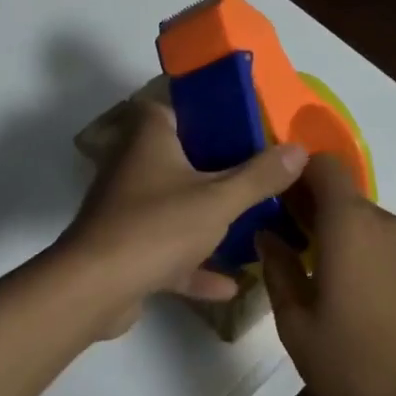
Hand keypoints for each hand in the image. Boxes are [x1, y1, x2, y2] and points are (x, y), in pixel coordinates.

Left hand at [60, 101, 307, 337]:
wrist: (95, 288)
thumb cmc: (157, 227)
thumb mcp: (219, 200)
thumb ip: (260, 176)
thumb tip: (300, 148)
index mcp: (150, 137)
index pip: (179, 107)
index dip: (212, 112)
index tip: (248, 126)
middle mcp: (134, 164)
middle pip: (182, 157)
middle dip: (219, 169)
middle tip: (261, 175)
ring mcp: (127, 208)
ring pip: (175, 205)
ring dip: (208, 219)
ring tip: (252, 225)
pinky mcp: (126, 248)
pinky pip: (167, 250)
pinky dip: (194, 264)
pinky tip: (230, 284)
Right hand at [257, 155, 395, 395]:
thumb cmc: (355, 361)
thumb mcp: (297, 323)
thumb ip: (277, 270)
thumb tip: (266, 235)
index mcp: (349, 224)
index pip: (323, 164)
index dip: (294, 170)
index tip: (269, 195)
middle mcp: (379, 221)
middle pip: (337, 188)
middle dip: (303, 200)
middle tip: (273, 230)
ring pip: (354, 212)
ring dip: (325, 223)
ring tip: (298, 256)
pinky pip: (371, 233)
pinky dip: (348, 239)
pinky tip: (331, 276)